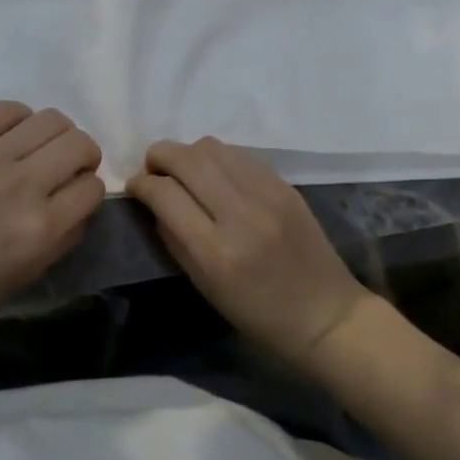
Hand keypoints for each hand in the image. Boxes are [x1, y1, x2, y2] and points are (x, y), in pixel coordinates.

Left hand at [0, 101, 103, 335]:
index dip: (91, 191)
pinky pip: (8, 109)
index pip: (93, 187)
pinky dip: (23, 119)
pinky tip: (15, 137)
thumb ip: (65, 237)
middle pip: (79, 144)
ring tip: (44, 149)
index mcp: (40, 228)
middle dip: (86, 156)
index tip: (77, 195)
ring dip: (59, 134)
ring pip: (51, 119)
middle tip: (70, 168)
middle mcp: (22, 185)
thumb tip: (82, 201)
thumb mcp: (29, 275)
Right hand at [128, 137, 371, 367]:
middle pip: (185, 158)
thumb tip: (152, 201)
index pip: (164, 194)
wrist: (325, 313)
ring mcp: (266, 194)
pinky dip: (217, 158)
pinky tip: (216, 175)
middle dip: (158, 157)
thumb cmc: (257, 313)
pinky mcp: (284, 184)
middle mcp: (240, 213)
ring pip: (211, 147)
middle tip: (153, 170)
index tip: (134, 187)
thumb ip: (172, 238)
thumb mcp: (204, 286)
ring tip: (184, 172)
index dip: (140, 184)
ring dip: (187, 153)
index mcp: (216, 250)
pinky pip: (238, 154)